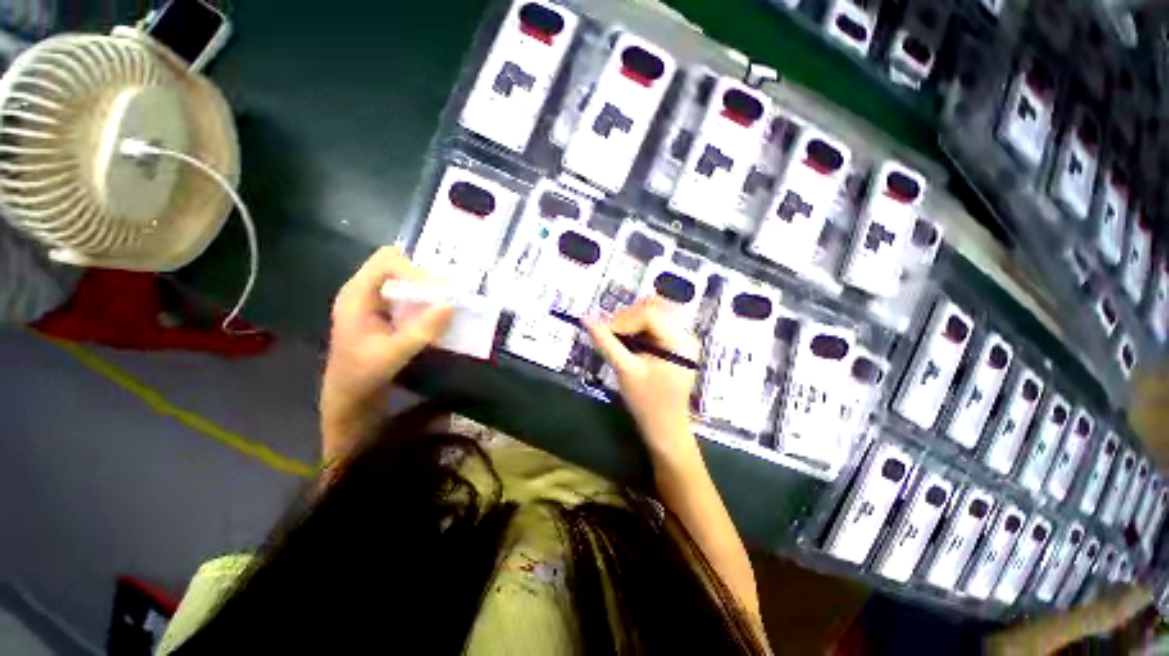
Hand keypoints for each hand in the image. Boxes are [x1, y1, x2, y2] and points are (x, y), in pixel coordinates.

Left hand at [320, 247, 452, 457]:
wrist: (349, 395)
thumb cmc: (363, 375)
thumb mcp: (393, 355)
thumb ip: (421, 330)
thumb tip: (451, 304)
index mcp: (356, 296)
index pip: (386, 263)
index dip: (415, 270)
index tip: (441, 289)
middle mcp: (364, 291)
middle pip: (394, 263)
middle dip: (423, 271)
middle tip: (450, 286)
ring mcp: (374, 300)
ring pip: (402, 276)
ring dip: (426, 283)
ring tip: (450, 293)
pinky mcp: (384, 310)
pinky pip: (407, 292)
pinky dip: (425, 296)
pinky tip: (440, 308)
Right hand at [586, 298, 699, 454]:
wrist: (665, 428)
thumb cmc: (647, 403)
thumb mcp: (625, 371)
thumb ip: (606, 342)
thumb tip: (585, 318)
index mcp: (680, 341)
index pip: (650, 313)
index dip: (624, 319)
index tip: (605, 332)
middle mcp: (686, 334)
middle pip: (655, 306)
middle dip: (628, 316)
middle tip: (611, 334)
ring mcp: (684, 337)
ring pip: (655, 311)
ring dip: (632, 320)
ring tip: (618, 338)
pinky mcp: (676, 342)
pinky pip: (656, 323)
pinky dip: (638, 327)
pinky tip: (629, 341)